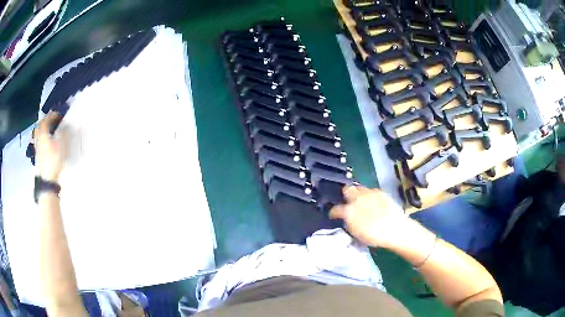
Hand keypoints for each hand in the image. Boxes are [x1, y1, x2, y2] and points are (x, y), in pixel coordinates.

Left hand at [33, 112, 68, 181]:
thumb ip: (64, 133)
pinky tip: (47, 142)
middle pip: (39, 125)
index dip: (52, 115)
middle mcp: (38, 138)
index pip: (46, 119)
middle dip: (45, 121)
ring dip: (43, 129)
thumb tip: (67, 125)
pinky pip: (39, 141)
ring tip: (49, 130)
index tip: (59, 115)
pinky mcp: (38, 155)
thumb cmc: (54, 160)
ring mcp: (37, 147)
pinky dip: (42, 138)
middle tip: (52, 120)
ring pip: (38, 133)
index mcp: (43, 133)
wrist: (47, 180)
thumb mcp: (62, 146)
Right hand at [329, 186, 410, 248]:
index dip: (333, 212)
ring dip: (358, 194)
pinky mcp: (381, 192)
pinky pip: (371, 191)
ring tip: (361, 201)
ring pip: (359, 188)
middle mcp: (357, 198)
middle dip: (345, 194)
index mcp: (348, 211)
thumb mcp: (356, 234)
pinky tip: (373, 202)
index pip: (336, 209)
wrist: (395, 228)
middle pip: (347, 189)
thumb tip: (346, 219)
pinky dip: (369, 195)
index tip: (333, 215)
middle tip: (347, 202)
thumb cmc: (374, 236)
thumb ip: (349, 223)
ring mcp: (370, 193)